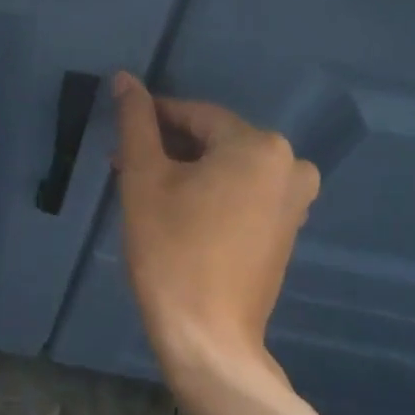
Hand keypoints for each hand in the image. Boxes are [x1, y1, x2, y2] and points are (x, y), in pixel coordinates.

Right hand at [112, 73, 319, 372]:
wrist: (207, 336)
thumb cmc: (171, 250)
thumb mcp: (145, 178)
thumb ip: (136, 122)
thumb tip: (125, 78)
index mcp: (258, 145)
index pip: (194, 115)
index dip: (152, 118)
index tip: (119, 134)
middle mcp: (289, 164)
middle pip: (214, 141)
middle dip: (168, 149)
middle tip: (125, 168)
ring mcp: (295, 200)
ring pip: (228, 168)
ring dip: (187, 171)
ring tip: (146, 193)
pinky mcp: (287, 230)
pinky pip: (244, 194)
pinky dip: (211, 194)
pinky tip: (179, 213)